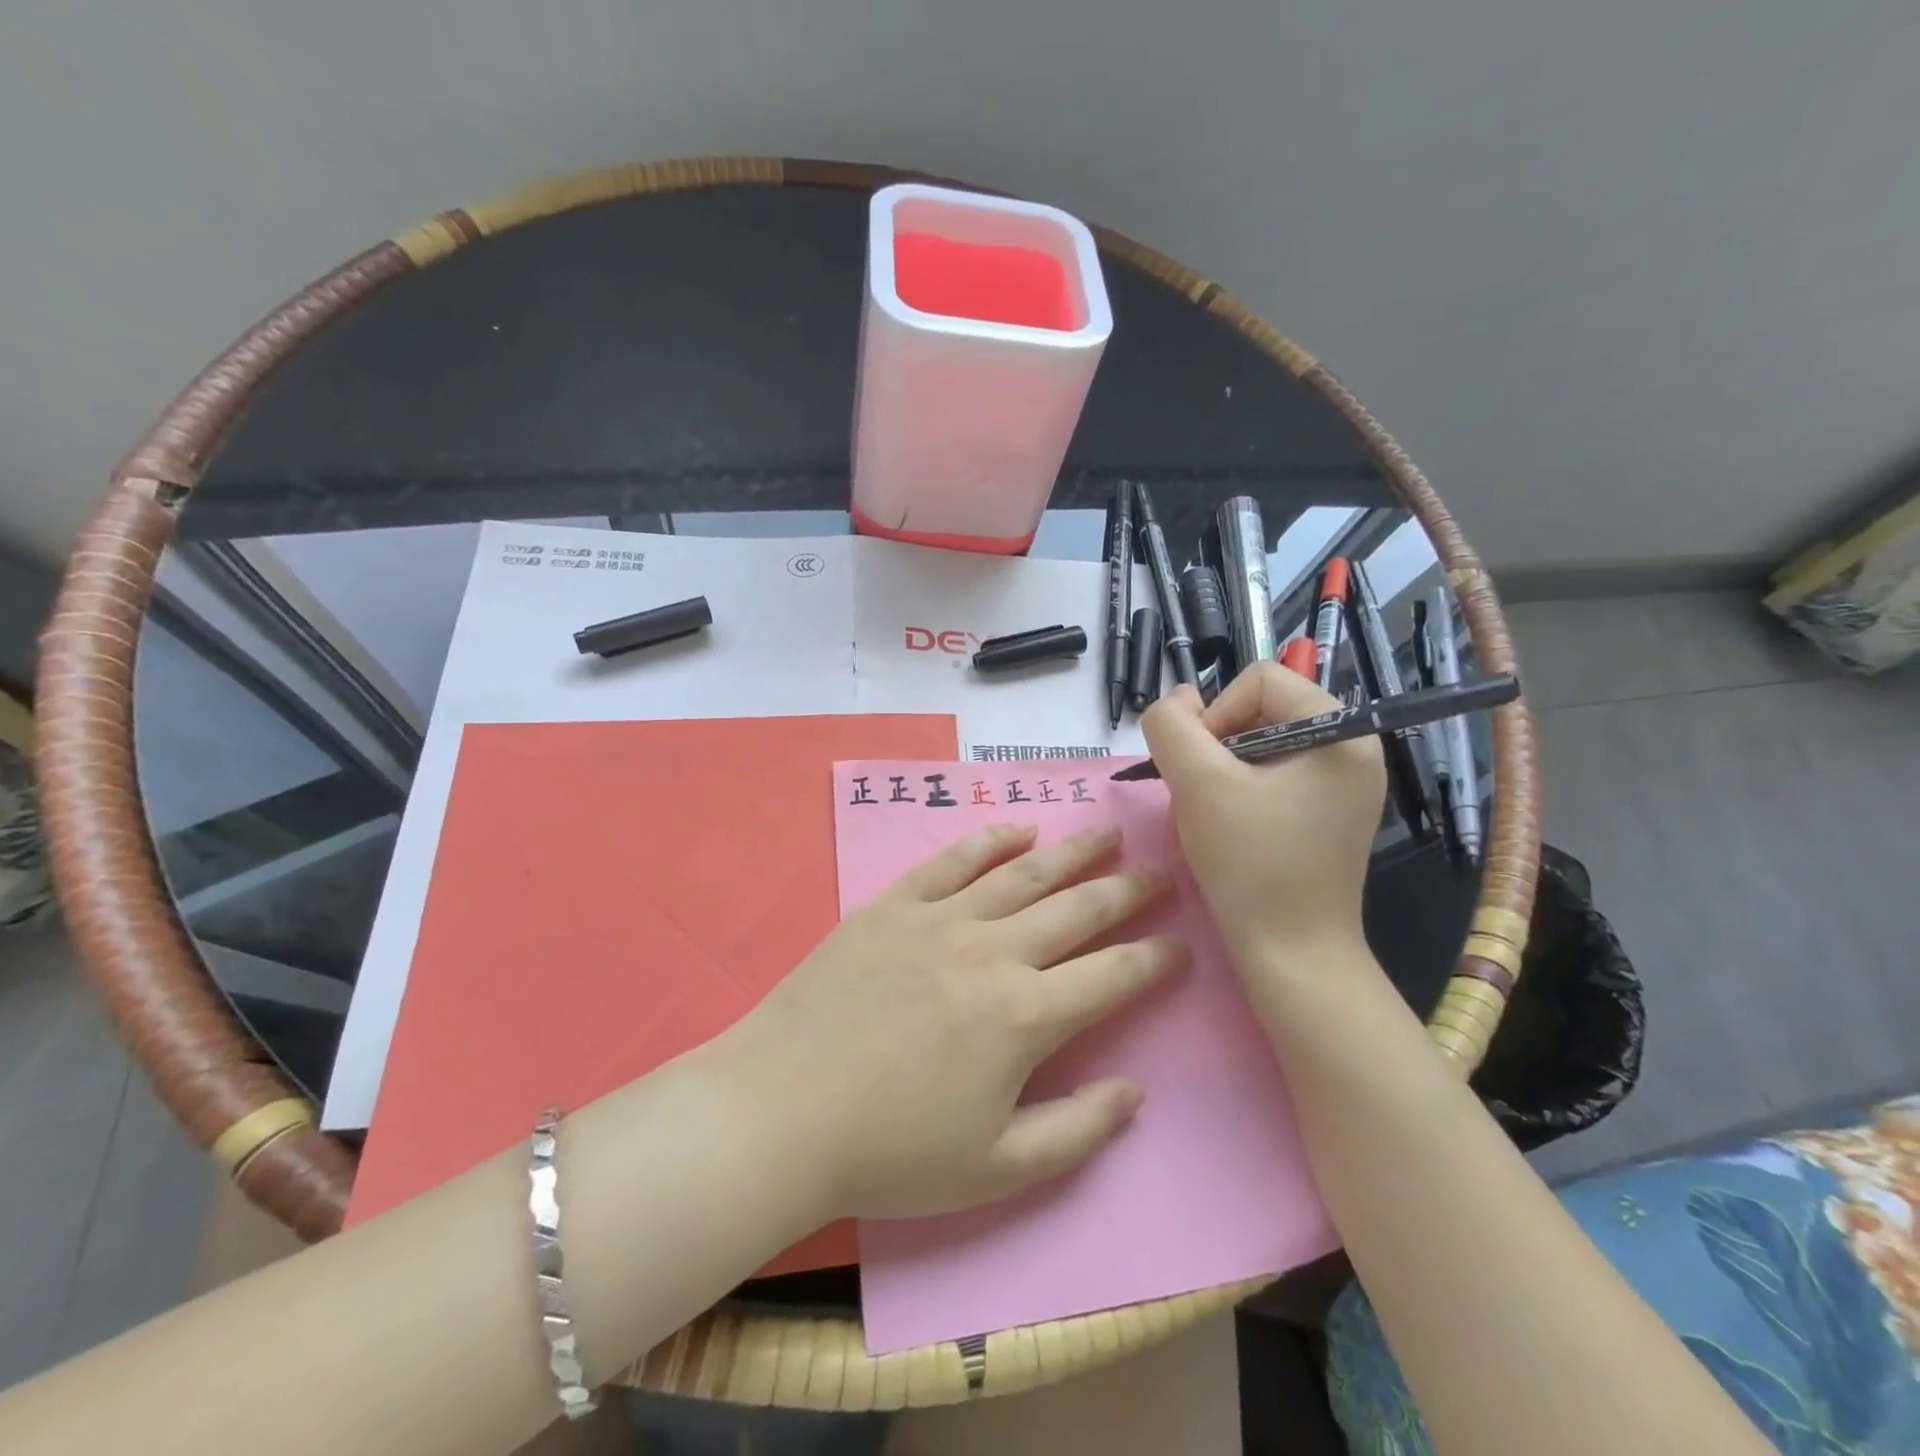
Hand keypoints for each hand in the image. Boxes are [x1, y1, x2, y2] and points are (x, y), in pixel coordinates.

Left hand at [720, 823, 1186, 1220]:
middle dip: (1128, 891)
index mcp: (1026, 1017)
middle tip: (1162, 873)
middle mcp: (994, 952)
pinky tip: (1019, 830)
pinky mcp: (894, 904)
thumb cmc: (891, 1151)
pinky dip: (991, 841)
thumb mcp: (996, 1169)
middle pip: (1078, 909)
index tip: (1182, 945)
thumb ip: (1077, 1130)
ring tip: (1107, 833)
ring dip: (1073, 851)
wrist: (781, 1109)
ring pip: (1024, 872)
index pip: (1112, 976)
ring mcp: (942, 919)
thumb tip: (1135, 1091)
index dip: (1155, 959)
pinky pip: (954, 860)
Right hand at [1140, 666, 1384, 975]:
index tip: (1200, 768)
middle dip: (1215, 748)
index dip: (1216, 714)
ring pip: (1258, 746)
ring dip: (1219, 773)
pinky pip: (1271, 777)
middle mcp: (1352, 748)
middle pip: (1259, 710)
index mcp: (1340, 731)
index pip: (1259, 679)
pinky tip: (1224, 829)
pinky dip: (1237, 793)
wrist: (1292, 955)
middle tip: (1200, 796)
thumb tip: (1178, 701)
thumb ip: (1172, 726)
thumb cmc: (1250, 865)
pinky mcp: (1327, 813)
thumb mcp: (1197, 784)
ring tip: (1207, 816)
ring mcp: (1342, 784)